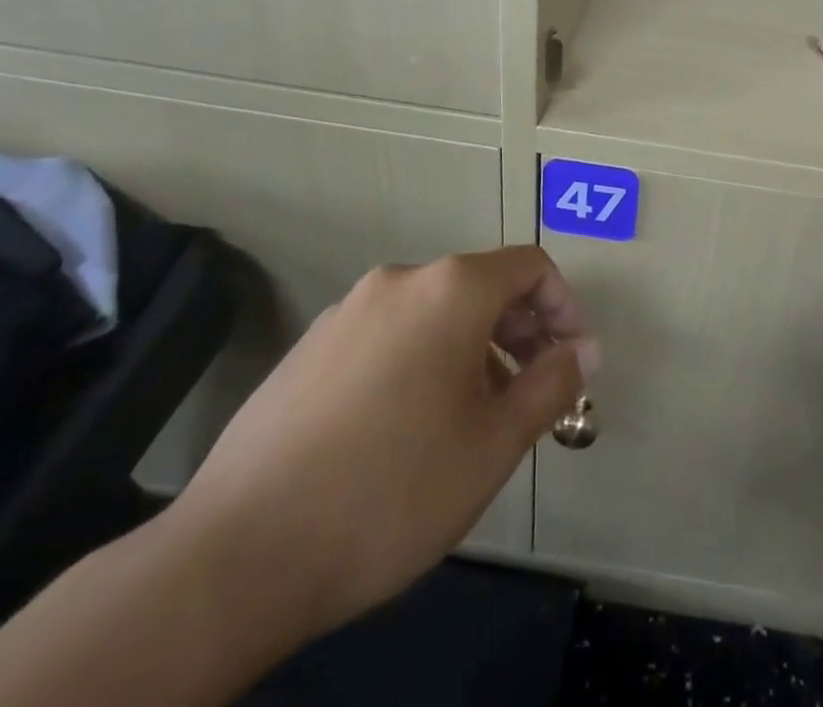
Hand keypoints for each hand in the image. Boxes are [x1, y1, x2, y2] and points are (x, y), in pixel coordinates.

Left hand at [161, 247, 597, 647]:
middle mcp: (399, 282)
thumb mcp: (494, 442)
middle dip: (521, 332)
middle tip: (533, 395)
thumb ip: (552, 384)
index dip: (565, 307)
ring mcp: (347, 311)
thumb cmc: (392, 490)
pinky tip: (411, 428)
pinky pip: (391, 335)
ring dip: (474, 349)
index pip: (530, 267)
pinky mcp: (311, 348)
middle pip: (482, 286)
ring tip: (476, 419)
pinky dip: (424, 360)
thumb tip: (585, 350)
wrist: (238, 555)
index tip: (575, 362)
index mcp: (449, 289)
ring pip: (435, 313)